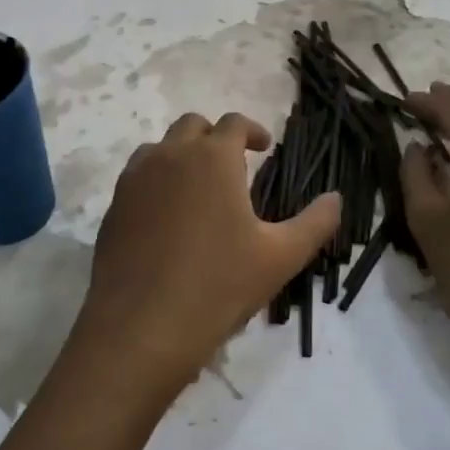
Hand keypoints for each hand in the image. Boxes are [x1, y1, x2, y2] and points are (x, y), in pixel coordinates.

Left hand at [70, 112, 341, 399]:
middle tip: (233, 165)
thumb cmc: (218, 285)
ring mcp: (135, 179)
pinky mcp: (113, 206)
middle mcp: (170, 155)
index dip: (252, 130)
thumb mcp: (280, 257)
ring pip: (160, 148)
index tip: (263, 148)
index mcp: (212, 158)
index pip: (233, 123)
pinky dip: (156, 182)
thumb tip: (336, 198)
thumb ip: (315, 222)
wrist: (141, 327)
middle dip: (214, 137)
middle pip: (192, 125)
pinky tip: (167, 218)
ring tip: (198, 189)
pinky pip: (137, 178)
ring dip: (182, 156)